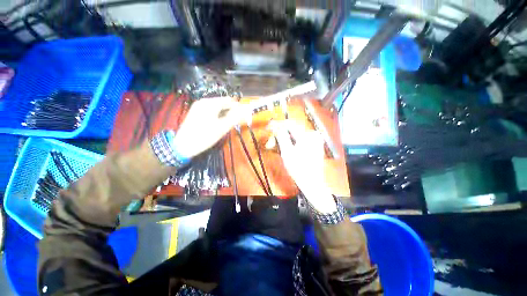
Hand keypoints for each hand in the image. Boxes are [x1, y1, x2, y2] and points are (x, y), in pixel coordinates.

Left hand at [174, 97, 249, 158]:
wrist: (183, 146)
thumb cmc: (205, 136)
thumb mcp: (222, 128)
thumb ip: (235, 118)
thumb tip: (245, 111)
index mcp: (210, 103)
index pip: (229, 101)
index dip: (238, 107)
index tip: (243, 116)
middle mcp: (204, 101)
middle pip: (222, 103)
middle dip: (231, 111)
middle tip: (235, 122)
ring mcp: (198, 106)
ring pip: (217, 107)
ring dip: (224, 114)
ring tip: (227, 124)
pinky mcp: (195, 112)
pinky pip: (210, 110)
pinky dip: (217, 115)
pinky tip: (218, 123)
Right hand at [269, 120, 336, 212]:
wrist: (311, 182)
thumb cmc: (298, 169)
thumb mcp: (287, 152)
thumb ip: (281, 137)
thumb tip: (276, 126)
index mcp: (307, 136)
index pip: (289, 124)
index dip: (277, 124)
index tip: (268, 126)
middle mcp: (312, 135)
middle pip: (291, 130)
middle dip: (279, 136)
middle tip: (269, 144)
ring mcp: (314, 140)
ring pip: (293, 135)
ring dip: (283, 141)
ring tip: (275, 148)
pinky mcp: (314, 145)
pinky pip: (298, 140)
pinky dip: (290, 143)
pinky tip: (284, 149)